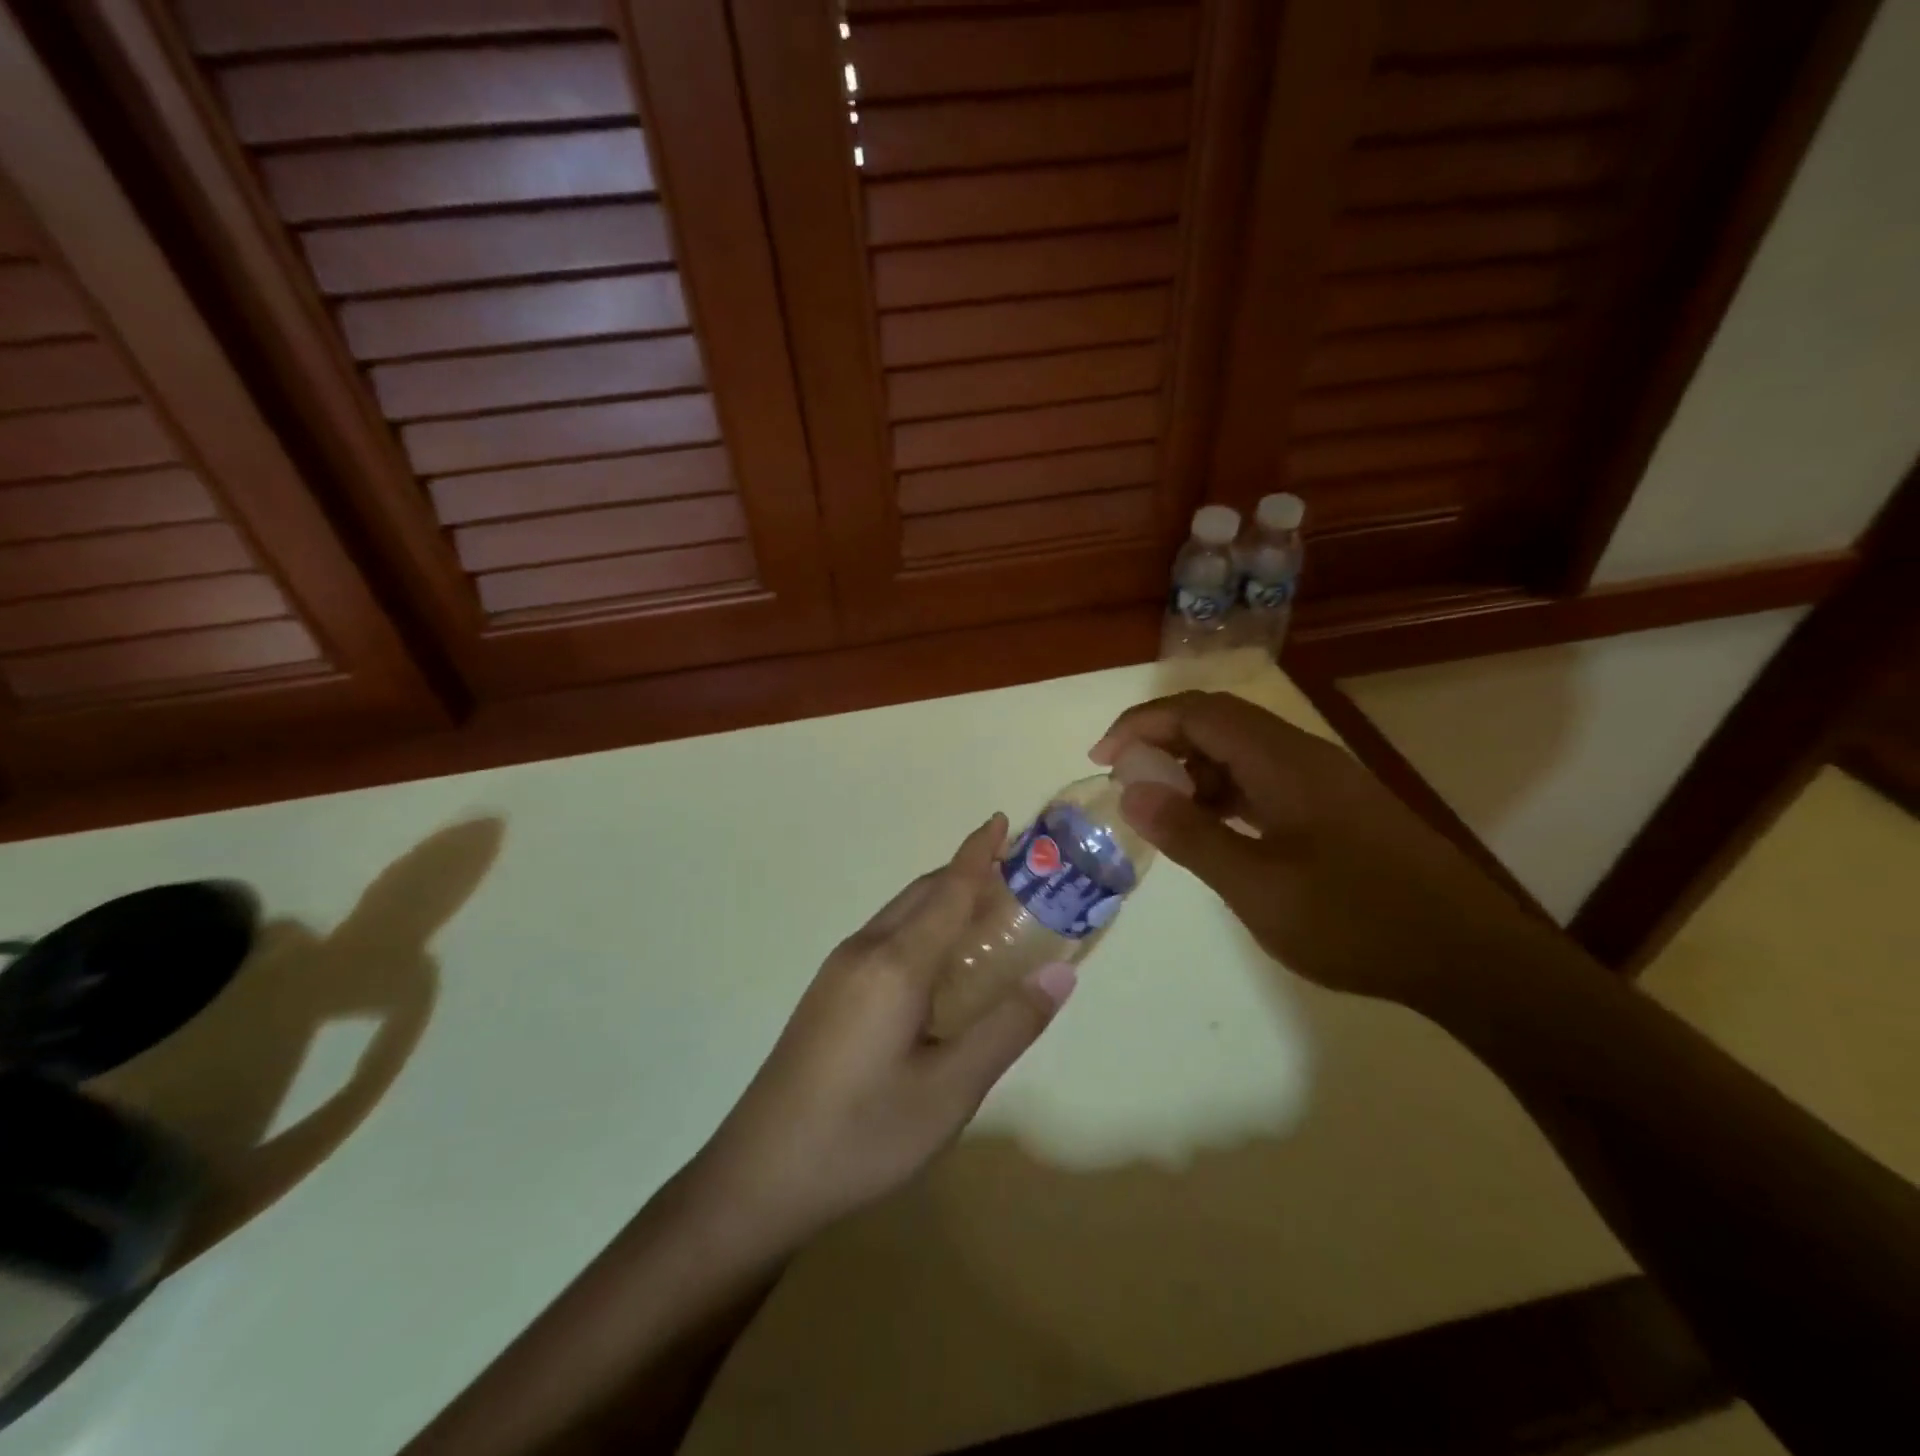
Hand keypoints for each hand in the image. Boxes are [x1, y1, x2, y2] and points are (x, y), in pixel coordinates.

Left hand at [688, 816, 1074, 1253]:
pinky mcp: (827, 994)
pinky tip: (938, 965)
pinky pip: (885, 940)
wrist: (758, 1178)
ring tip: (986, 914)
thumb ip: (1007, 1027)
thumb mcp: (950, 1091)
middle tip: (1016, 875)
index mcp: (895, 964)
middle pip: (922, 895)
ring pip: (900, 916)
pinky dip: (921, 929)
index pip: (948, 890)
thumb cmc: (863, 1134)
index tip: (1004, 819)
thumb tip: (1060, 974)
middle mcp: (863, 951)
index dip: (979, 853)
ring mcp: (837, 972)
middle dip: (966, 874)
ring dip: (942, 902)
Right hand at [1091, 691, 1555, 1006]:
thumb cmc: (1354, 919)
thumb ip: (1190, 834)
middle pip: (1219, 722)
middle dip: (1163, 743)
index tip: (1102, 758)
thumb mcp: (1256, 885)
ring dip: (1195, 770)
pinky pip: (1266, 780)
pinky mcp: (1338, 809)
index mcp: (1281, 760)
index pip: (1197, 712)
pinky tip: (1217, 830)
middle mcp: (1303, 755)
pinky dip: (1226, 793)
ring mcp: (1325, 781)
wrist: (1469, 957)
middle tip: (1126, 783)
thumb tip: (1132, 790)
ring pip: (1243, 752)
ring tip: (1164, 812)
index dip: (1142, 724)